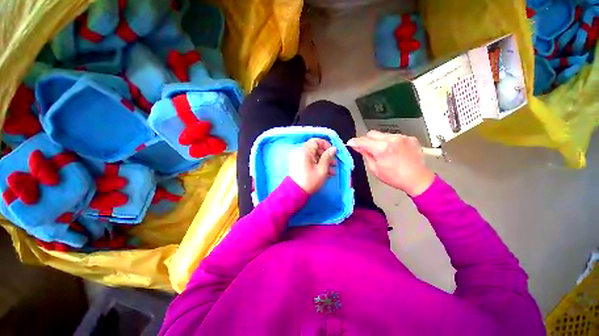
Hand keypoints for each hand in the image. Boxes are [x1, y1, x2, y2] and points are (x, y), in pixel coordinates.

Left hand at [288, 138, 336, 193]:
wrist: (296, 193)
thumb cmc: (310, 181)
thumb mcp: (322, 169)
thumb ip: (328, 157)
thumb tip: (333, 149)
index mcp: (304, 151)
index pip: (316, 141)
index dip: (326, 145)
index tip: (333, 152)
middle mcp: (300, 153)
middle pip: (315, 149)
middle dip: (326, 156)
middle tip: (334, 164)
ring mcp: (299, 159)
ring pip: (313, 156)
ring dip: (323, 162)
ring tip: (332, 171)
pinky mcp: (299, 165)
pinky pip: (309, 161)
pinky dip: (317, 165)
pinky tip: (326, 173)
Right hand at [347, 131, 434, 196]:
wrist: (418, 179)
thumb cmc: (394, 177)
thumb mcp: (375, 169)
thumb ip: (365, 154)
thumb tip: (356, 146)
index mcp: (382, 148)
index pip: (363, 141)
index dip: (354, 141)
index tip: (350, 143)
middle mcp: (392, 139)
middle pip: (372, 133)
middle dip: (366, 140)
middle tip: (366, 148)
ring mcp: (402, 137)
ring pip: (383, 134)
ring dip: (379, 141)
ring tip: (383, 151)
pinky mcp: (410, 137)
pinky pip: (394, 136)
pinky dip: (390, 142)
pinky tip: (394, 151)